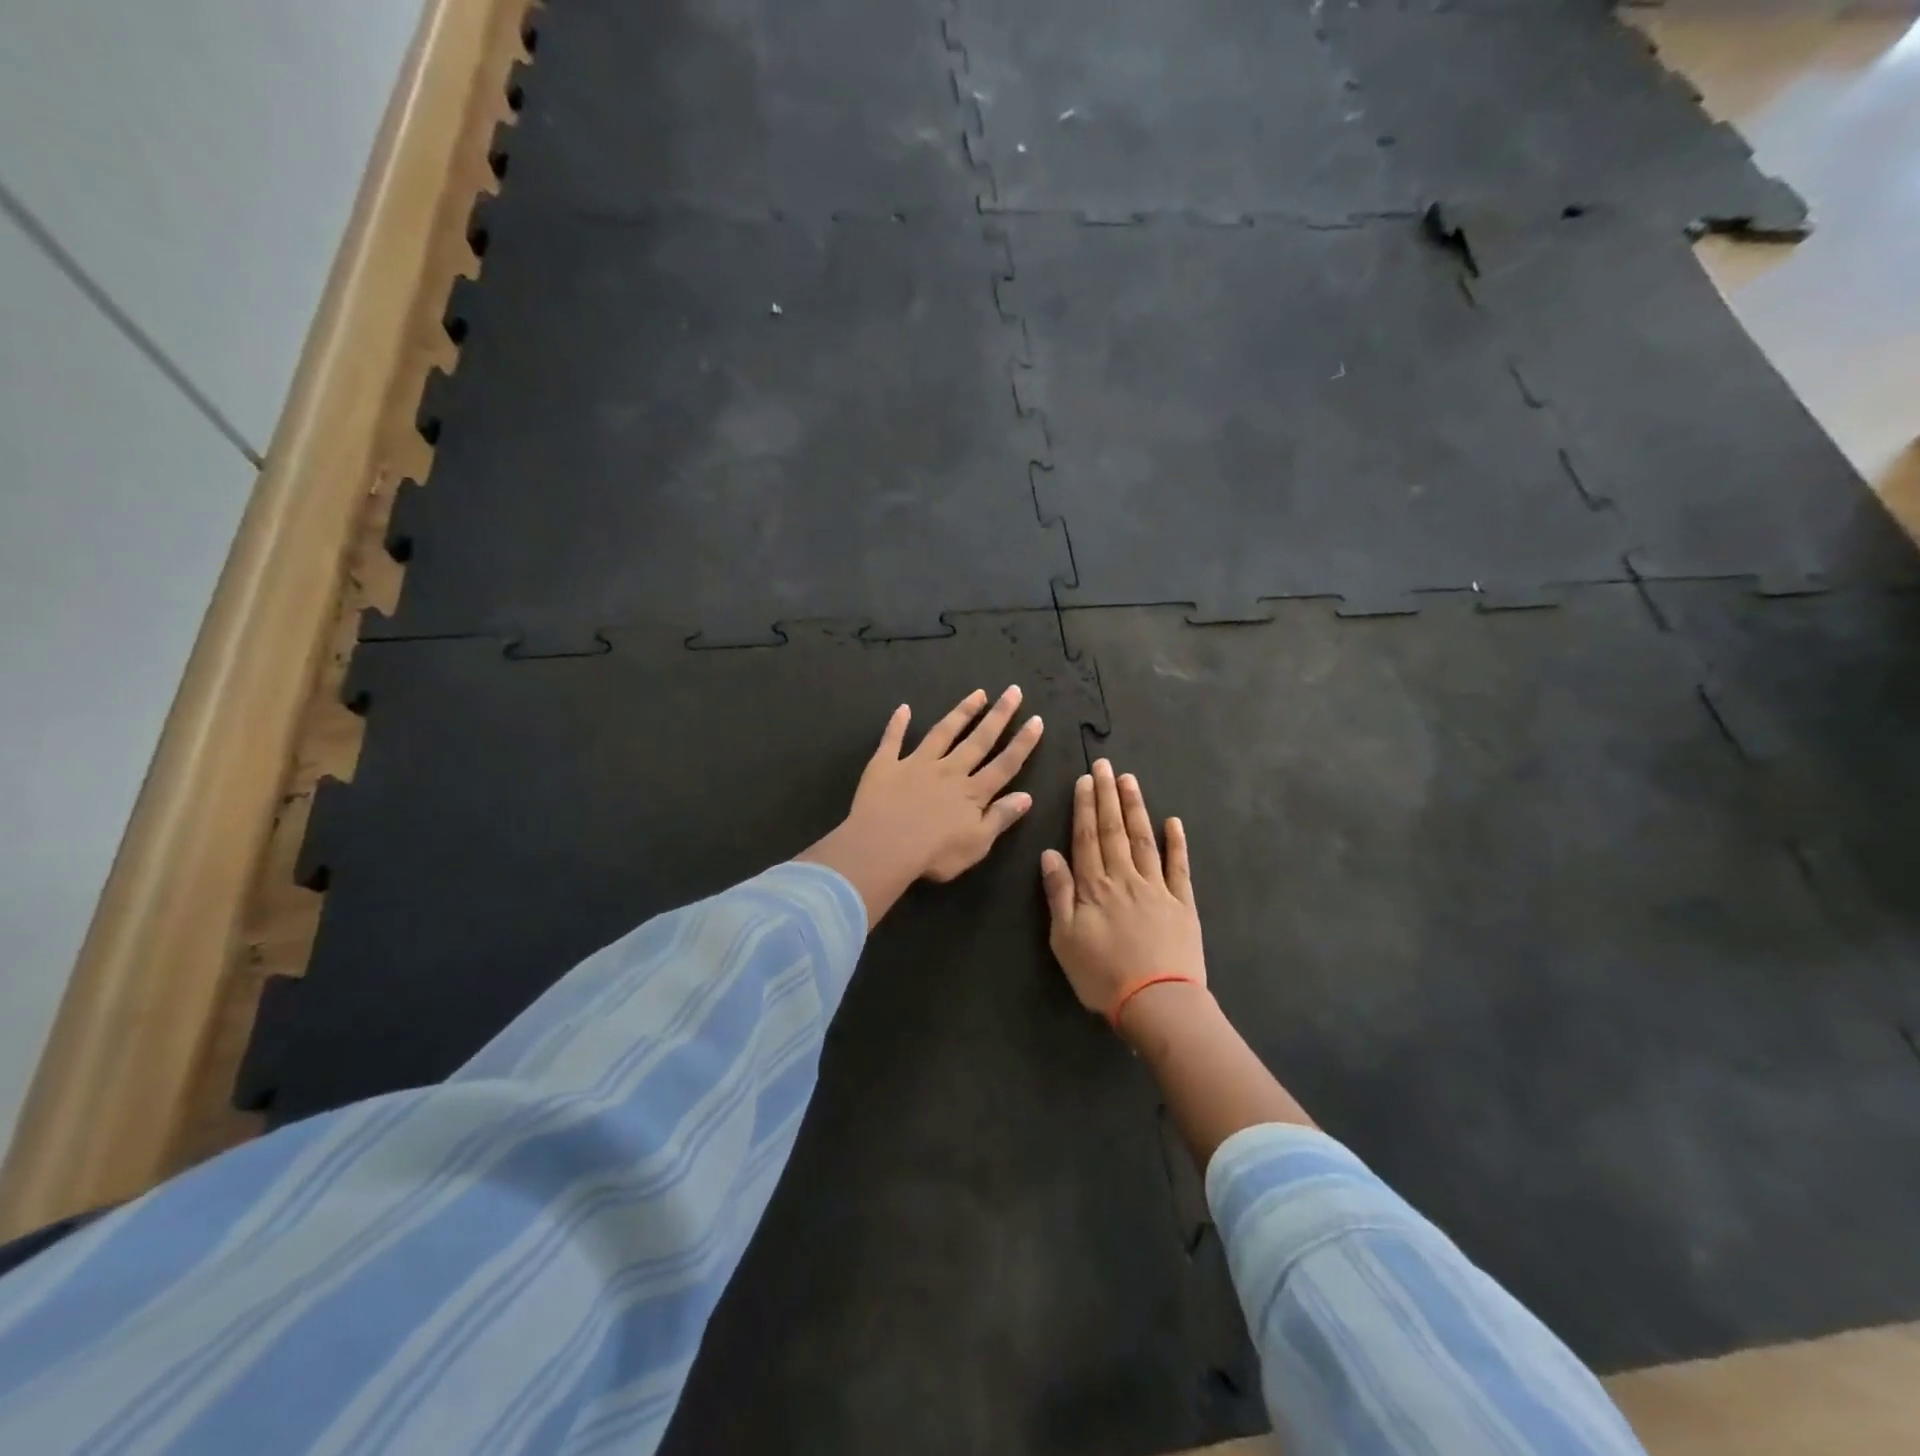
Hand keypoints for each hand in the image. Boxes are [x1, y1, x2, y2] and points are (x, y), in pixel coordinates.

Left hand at [800, 687, 1044, 925]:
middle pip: (978, 740)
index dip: (1022, 743)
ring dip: (961, 712)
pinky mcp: (886, 765)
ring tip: (977, 694)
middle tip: (1013, 691)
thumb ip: (1001, 817)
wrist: (884, 847)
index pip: (1004, 764)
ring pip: (943, 733)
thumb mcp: (977, 844)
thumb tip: (1027, 796)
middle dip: (998, 716)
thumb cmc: (934, 854)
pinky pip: (892, 740)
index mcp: (972, 793)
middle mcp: (949, 771)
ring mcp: (916, 764)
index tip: (1036, 720)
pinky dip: (897, 724)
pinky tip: (903, 708)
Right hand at [1041, 760, 1204, 1020]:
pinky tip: (1174, 822)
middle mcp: (1124, 878)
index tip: (1086, 779)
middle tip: (1107, 766)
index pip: (1086, 837)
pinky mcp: (1182, 903)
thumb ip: (1058, 894)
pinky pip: (1179, 866)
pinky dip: (1177, 843)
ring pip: (1144, 839)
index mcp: (1094, 886)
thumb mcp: (1064, 939)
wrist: (1158, 1003)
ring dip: (1136, 808)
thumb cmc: (1102, 976)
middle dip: (1109, 796)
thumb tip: (1049, 853)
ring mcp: (1156, 888)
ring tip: (1131, 781)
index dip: (1085, 806)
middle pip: (1114, 830)